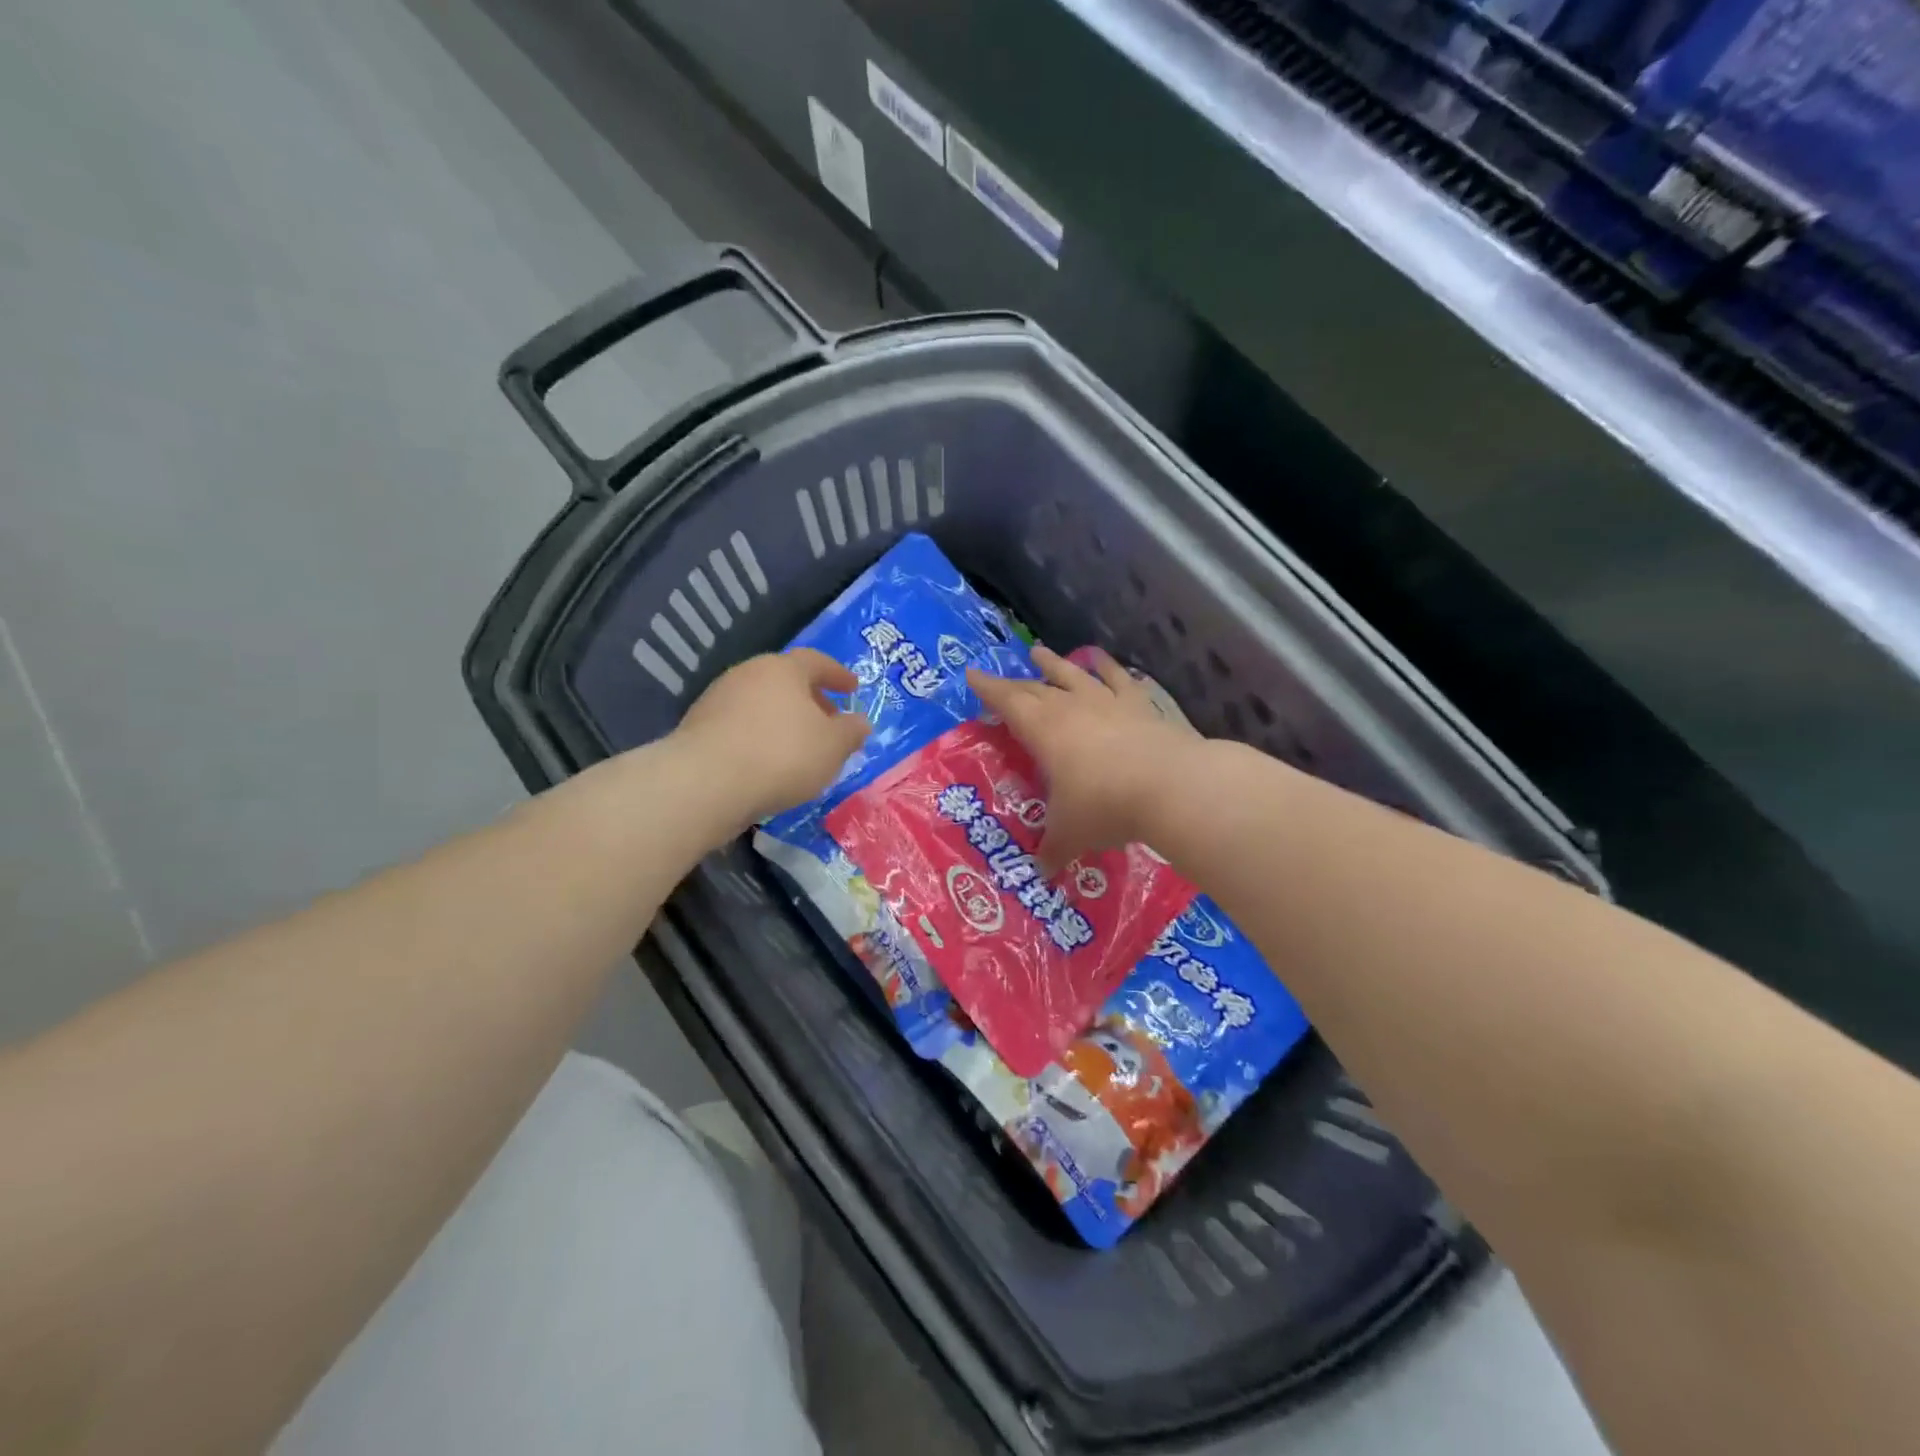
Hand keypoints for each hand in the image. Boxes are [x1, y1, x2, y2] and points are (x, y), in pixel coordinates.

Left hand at [672, 649, 871, 830]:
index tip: (853, 689)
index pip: (816, 661)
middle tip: (829, 722)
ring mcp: (718, 700)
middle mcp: (748, 674)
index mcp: (783, 669)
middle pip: (786, 681)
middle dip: (810, 700)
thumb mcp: (833, 747)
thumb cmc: (782, 755)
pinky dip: (760, 738)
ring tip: (800, 748)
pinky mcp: (699, 729)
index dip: (838, 675)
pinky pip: (741, 727)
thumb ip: (851, 732)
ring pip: (761, 704)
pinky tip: (769, 764)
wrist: (706, 784)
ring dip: (783, 721)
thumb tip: (860, 722)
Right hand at [967, 645, 1201, 873]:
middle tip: (1002, 678)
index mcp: (1043, 731)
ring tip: (1041, 652)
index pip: (1008, 702)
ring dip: (1055, 664)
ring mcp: (1107, 702)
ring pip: (1073, 675)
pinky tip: (1102, 660)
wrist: (1170, 786)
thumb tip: (1041, 874)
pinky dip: (1107, 667)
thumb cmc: (1105, 806)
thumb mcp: (1071, 834)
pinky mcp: (1139, 705)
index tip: (972, 674)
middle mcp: (1071, 708)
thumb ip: (1052, 850)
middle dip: (1015, 683)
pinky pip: (1118, 679)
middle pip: (1036, 688)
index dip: (988, 689)